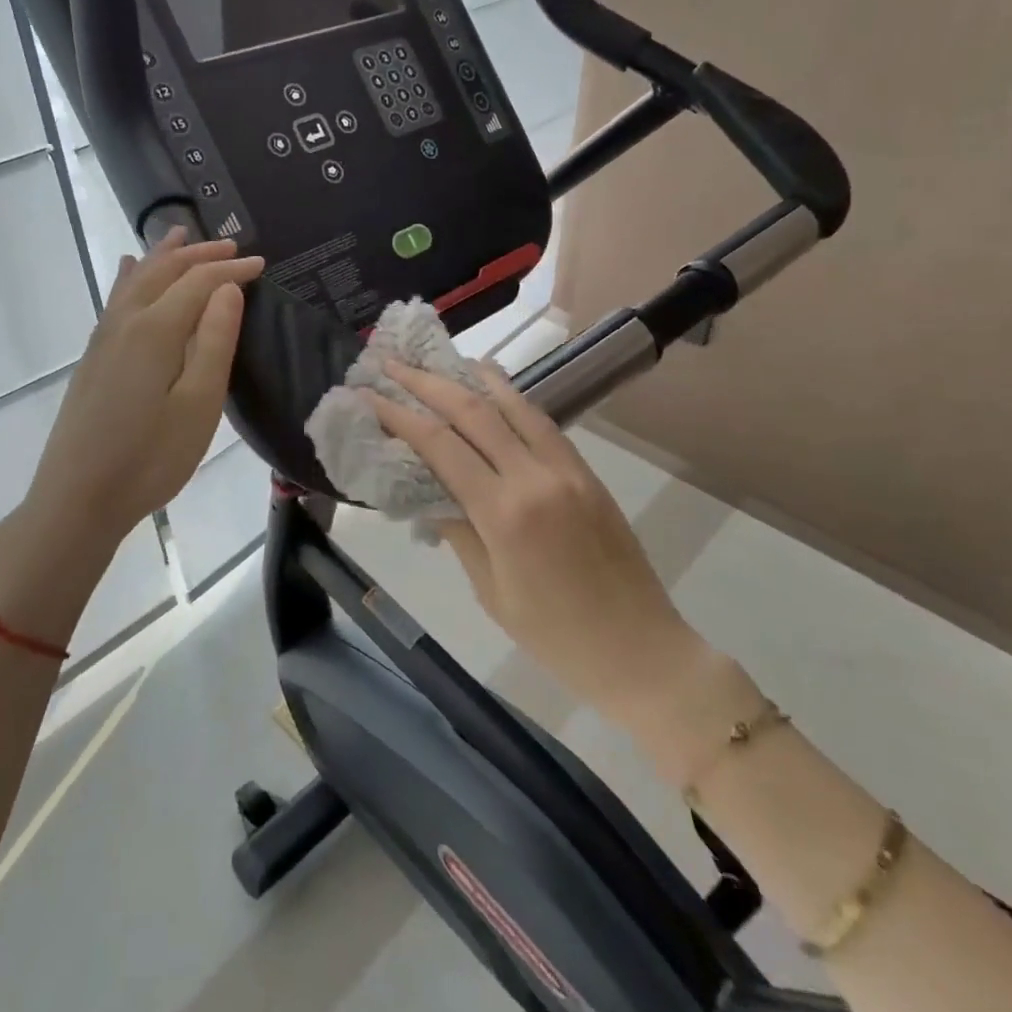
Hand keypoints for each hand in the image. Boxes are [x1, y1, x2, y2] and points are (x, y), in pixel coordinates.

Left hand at [0, 229, 262, 636]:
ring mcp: (104, 339)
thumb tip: (227, 290)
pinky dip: (131, 276)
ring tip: (181, 235)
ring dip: (163, 256)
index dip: (231, 269)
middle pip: (164, 271)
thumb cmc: (150, 458)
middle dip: (198, 253)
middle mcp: (125, 322)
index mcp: (155, 330)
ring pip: (136, 280)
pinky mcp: (94, 357)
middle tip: (231, 245)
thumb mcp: (198, 405)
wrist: (77, 499)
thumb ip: (213, 342)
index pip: (198, 282)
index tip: (261, 263)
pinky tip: (129, 269)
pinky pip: (116, 298)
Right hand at [368, 363, 704, 726]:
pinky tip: (493, 388)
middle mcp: (535, 478)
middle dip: (426, 383)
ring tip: (440, 361)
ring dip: (471, 378)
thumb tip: (427, 491)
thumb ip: (458, 532)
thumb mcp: (491, 591)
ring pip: (512, 405)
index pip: (440, 446)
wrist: (640, 650)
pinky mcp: (586, 472)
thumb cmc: (555, 637)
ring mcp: (566, 470)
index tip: (370, 395)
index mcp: (504, 514)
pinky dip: (511, 398)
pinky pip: (542, 423)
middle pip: (473, 411)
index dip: (400, 415)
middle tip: (392, 364)